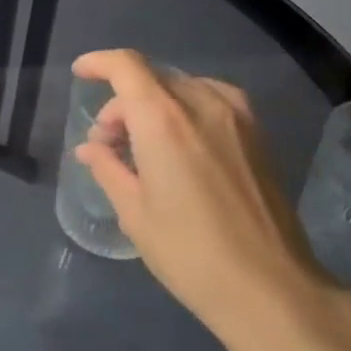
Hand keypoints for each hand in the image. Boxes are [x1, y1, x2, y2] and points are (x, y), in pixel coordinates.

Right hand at [71, 51, 329, 336]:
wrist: (270, 287)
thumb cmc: (190, 253)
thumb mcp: (135, 213)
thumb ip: (109, 168)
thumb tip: (91, 148)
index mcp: (163, 120)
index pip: (126, 66)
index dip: (99, 63)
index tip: (80, 74)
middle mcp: (202, 104)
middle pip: (152, 77)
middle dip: (122, 100)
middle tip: (109, 142)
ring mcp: (236, 117)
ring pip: (182, 86)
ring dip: (154, 103)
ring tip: (143, 144)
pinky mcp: (258, 135)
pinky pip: (212, 99)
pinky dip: (186, 107)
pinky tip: (182, 142)